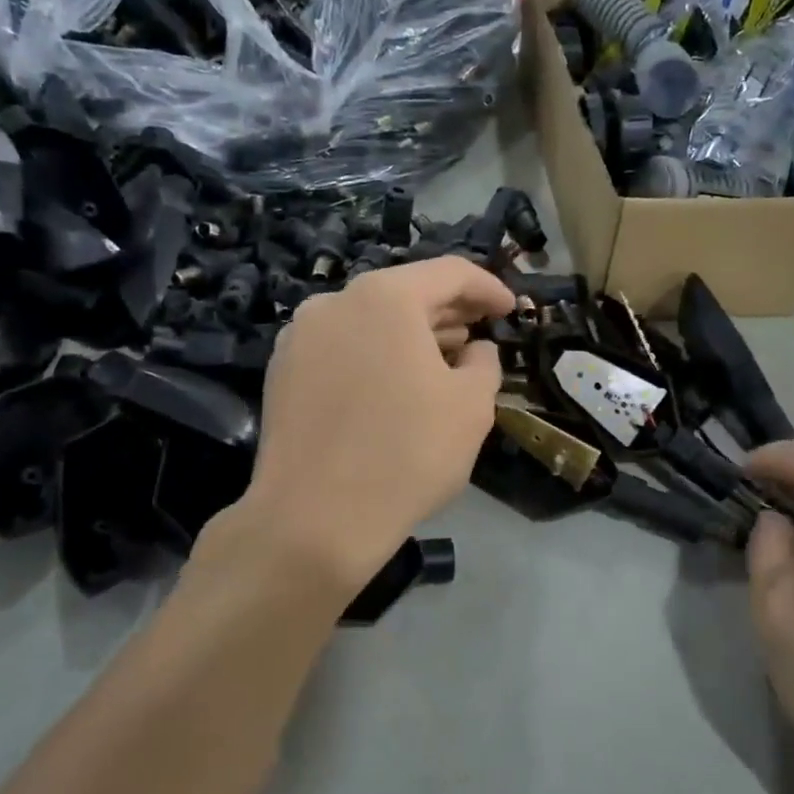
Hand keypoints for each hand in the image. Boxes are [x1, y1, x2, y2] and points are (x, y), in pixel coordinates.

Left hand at [238, 256, 514, 592]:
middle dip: (449, 312)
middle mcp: (334, 303)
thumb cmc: (407, 454)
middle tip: (481, 333)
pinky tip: (394, 388)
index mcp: (384, 297)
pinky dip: (375, 357)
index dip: (488, 288)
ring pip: (370, 322)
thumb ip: (484, 363)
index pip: (449, 273)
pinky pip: (342, 350)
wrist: (313, 520)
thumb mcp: (471, 406)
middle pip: (405, 294)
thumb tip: (474, 351)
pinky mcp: (281, 374)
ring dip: (411, 336)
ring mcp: (300, 338)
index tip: (511, 309)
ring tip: (443, 361)